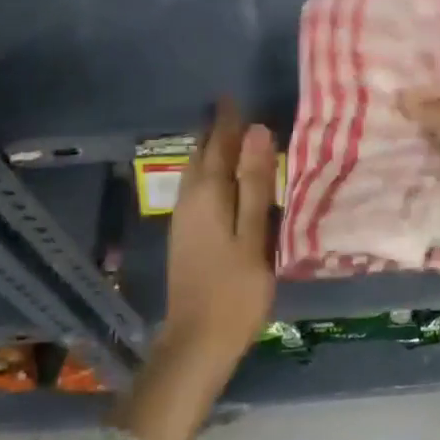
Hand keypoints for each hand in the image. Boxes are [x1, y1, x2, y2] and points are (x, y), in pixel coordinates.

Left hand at [164, 98, 278, 363]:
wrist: (197, 341)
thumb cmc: (235, 290)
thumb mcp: (254, 235)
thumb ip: (256, 184)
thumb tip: (257, 131)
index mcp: (208, 195)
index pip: (217, 145)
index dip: (227, 121)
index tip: (233, 97)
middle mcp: (190, 201)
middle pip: (200, 156)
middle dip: (214, 133)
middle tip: (231, 112)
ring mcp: (183, 221)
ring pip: (195, 174)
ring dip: (209, 152)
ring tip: (227, 139)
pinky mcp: (185, 237)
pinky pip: (195, 190)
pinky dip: (208, 174)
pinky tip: (221, 183)